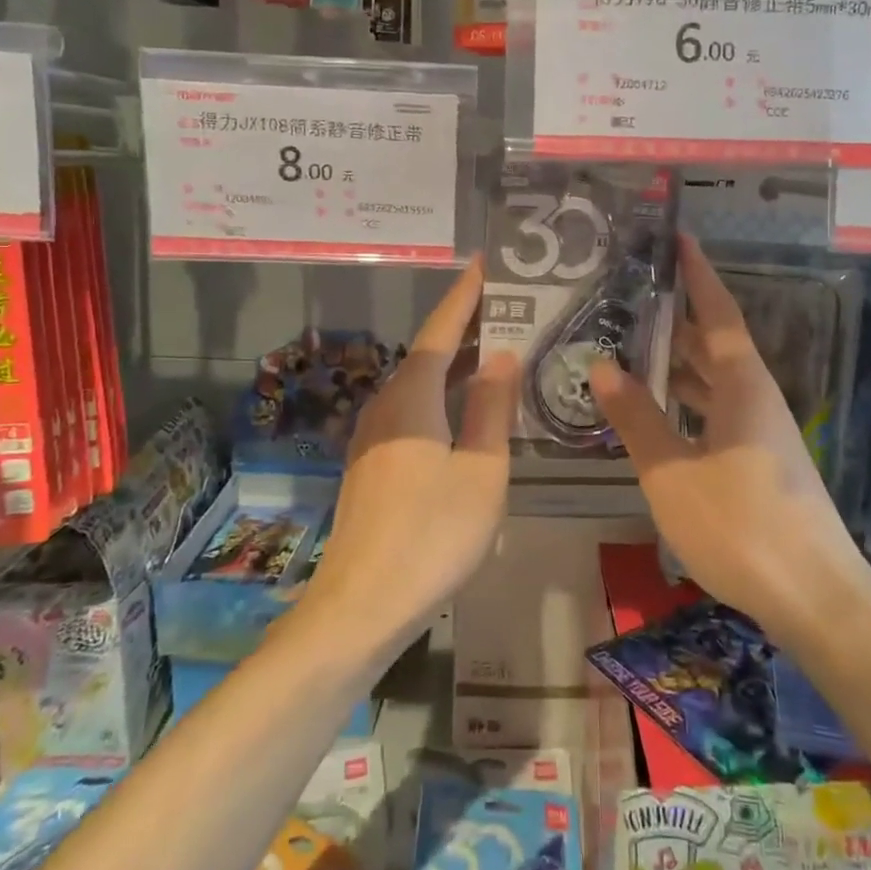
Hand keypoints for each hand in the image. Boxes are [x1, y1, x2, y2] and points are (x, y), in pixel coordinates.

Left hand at [304, 259, 518, 644]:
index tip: (485, 261)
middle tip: (509, 303)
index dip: (465, 294)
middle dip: (467, 325)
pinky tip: (467, 407)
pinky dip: (444, 394)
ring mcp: (375, 437)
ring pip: (421, 383)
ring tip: (497, 346)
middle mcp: (387, 406)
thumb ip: (491, 408)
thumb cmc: (431, 536)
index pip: (442, 329)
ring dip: (457, 361)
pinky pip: (415, 410)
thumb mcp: (480, 471)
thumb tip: (502, 353)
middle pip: (429, 352)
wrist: (360, 608)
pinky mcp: (374, 464)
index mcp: (412, 397)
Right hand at [590, 235, 868, 644]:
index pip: (719, 312)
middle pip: (715, 342)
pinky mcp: (760, 460)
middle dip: (677, 316)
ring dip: (678, 360)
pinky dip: (686, 399)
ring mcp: (762, 431)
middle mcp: (756, 397)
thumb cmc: (742, 527)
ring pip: (715, 380)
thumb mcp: (672, 473)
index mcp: (742, 385)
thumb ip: (637, 418)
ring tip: (630, 343)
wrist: (816, 599)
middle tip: (629, 293)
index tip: (678, 239)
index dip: (697, 275)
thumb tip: (601, 365)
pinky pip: (716, 410)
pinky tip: (656, 409)